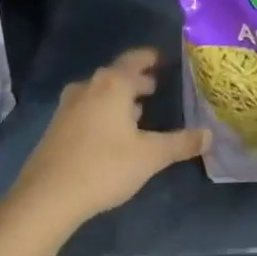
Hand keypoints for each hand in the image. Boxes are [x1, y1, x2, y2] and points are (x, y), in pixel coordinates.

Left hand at [8, 48, 207, 231]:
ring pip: (101, 92)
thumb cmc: (104, 167)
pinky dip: (104, 110)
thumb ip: (181, 143)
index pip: (136, 59)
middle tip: (157, 87)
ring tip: (138, 111)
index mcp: (113, 84)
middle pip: (117, 74)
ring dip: (119, 97)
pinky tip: (112, 132)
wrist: (46, 197)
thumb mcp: (150, 156)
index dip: (152, 58)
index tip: (165, 60)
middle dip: (137, 80)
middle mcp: (89, 86)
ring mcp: (69, 105)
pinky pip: (87, 107)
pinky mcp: (57, 126)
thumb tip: (209, 135)